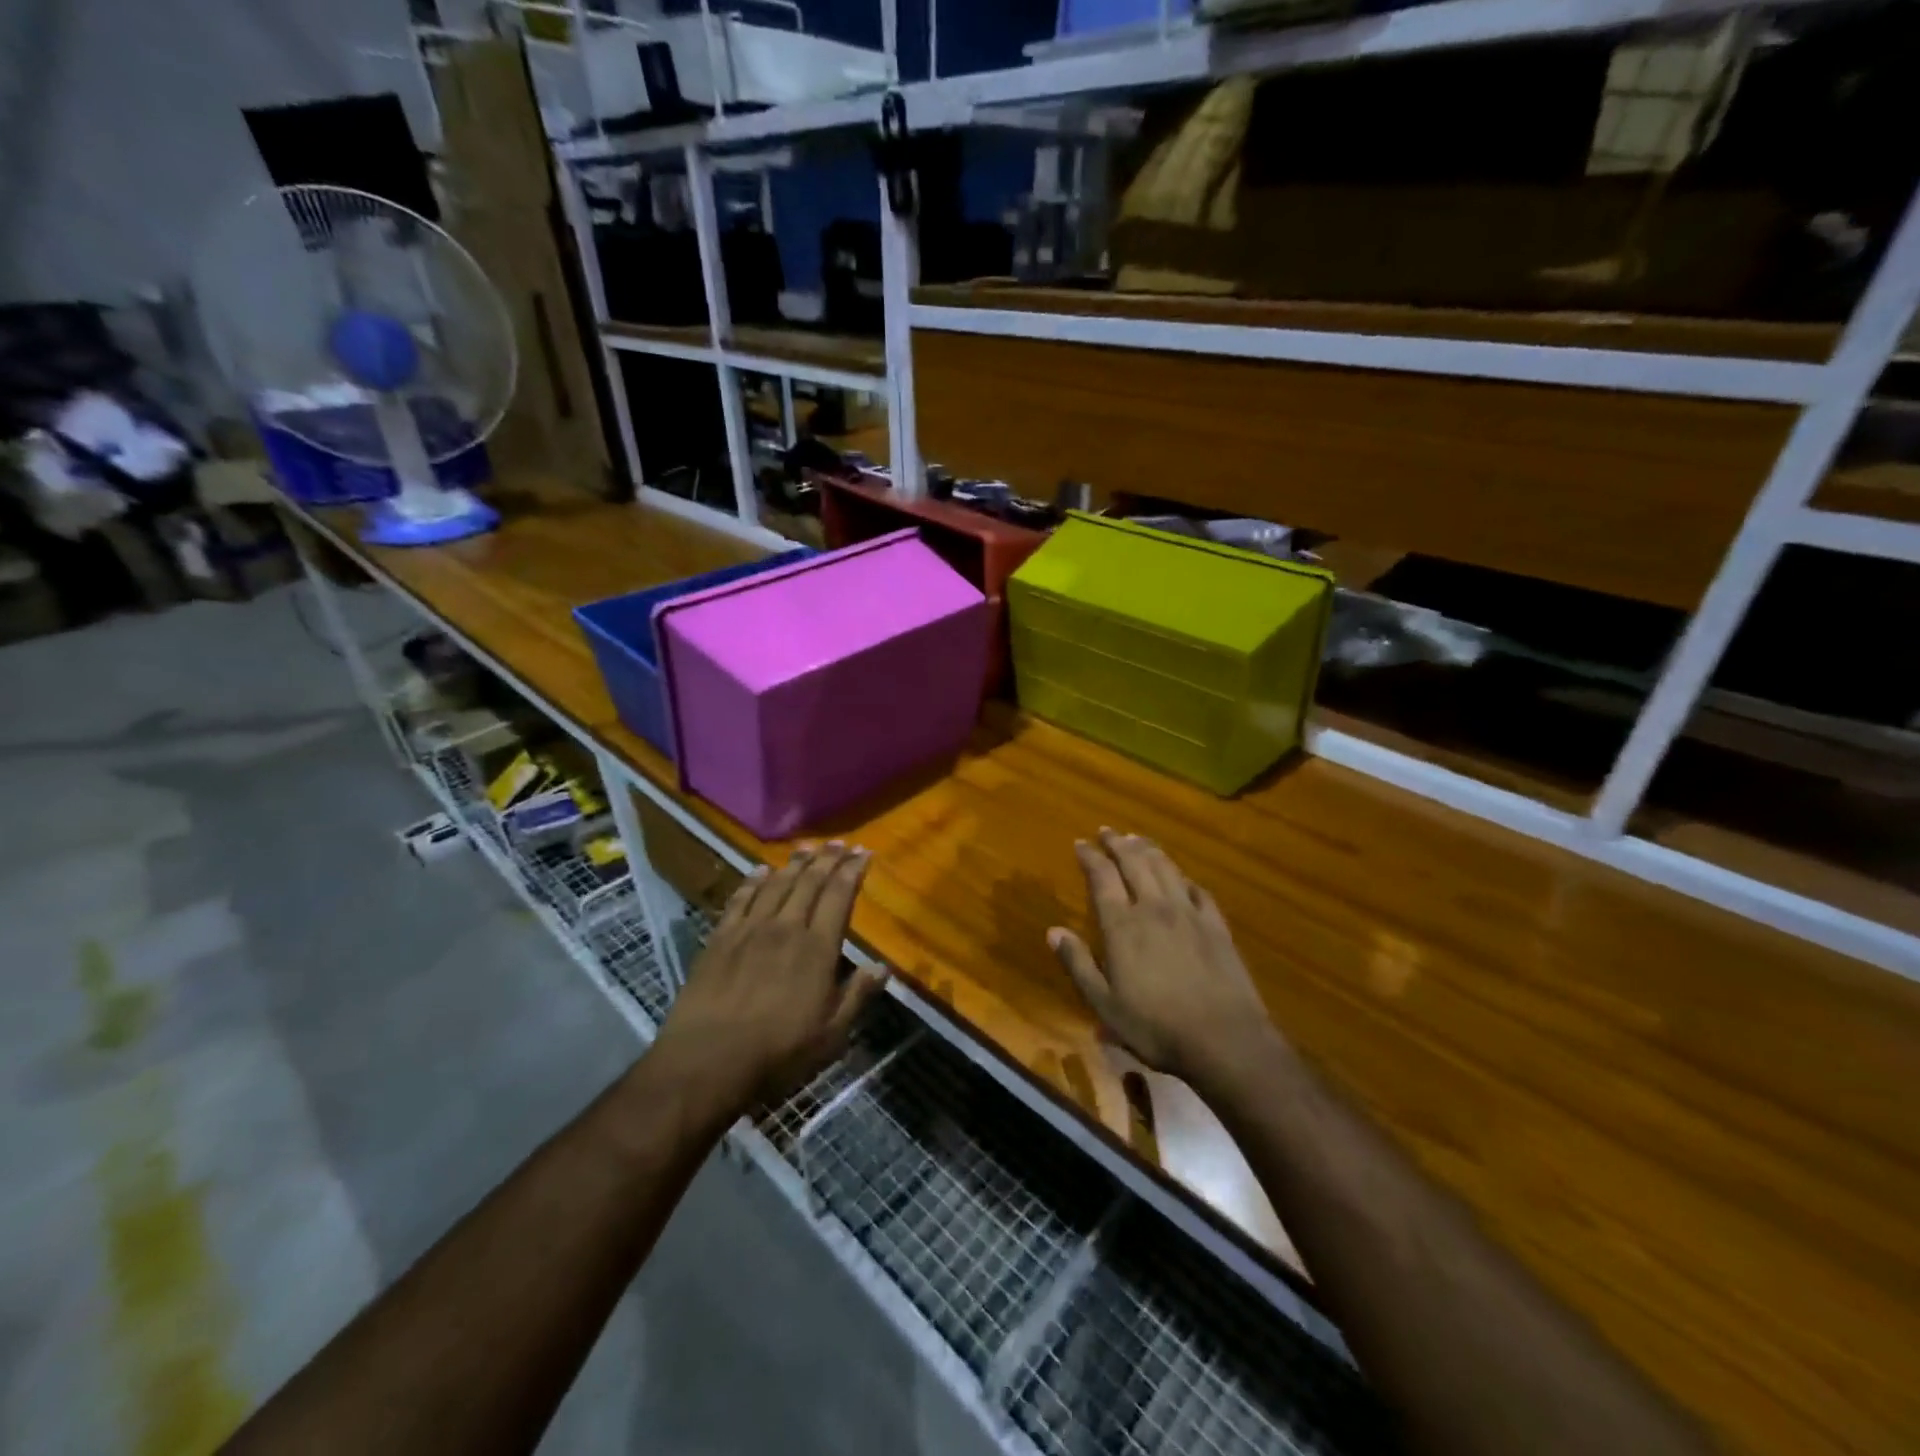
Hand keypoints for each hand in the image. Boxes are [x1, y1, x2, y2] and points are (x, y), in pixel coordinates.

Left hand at [654, 842, 889, 1114]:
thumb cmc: (777, 1053)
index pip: (839, 896)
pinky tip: (761, 870)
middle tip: (840, 843)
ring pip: (777, 884)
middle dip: (828, 859)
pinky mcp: (720, 939)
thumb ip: (857, 996)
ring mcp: (750, 930)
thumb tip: (882, 966)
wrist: (707, 1062)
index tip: (864, 852)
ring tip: (807, 847)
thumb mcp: (830, 1035)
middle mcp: (786, 928)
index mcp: (817, 949)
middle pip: (810, 882)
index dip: (853, 871)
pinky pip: (740, 899)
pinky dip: (753, 881)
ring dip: (795, 863)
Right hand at [1049, 828, 1276, 1087]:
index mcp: (1122, 925)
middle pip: (1134, 863)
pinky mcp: (1216, 925)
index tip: (1080, 843)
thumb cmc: (1156, 1026)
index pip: (1103, 877)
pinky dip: (1183, 877)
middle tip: (1106, 830)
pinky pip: (1197, 890)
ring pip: (1166, 868)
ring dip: (1148, 850)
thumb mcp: (1104, 1004)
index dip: (1090, 857)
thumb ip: (1078, 964)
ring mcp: (1189, 913)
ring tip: (1137, 839)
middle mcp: (1154, 908)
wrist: (1224, 1039)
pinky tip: (1181, 877)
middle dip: (1117, 843)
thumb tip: (1053, 931)